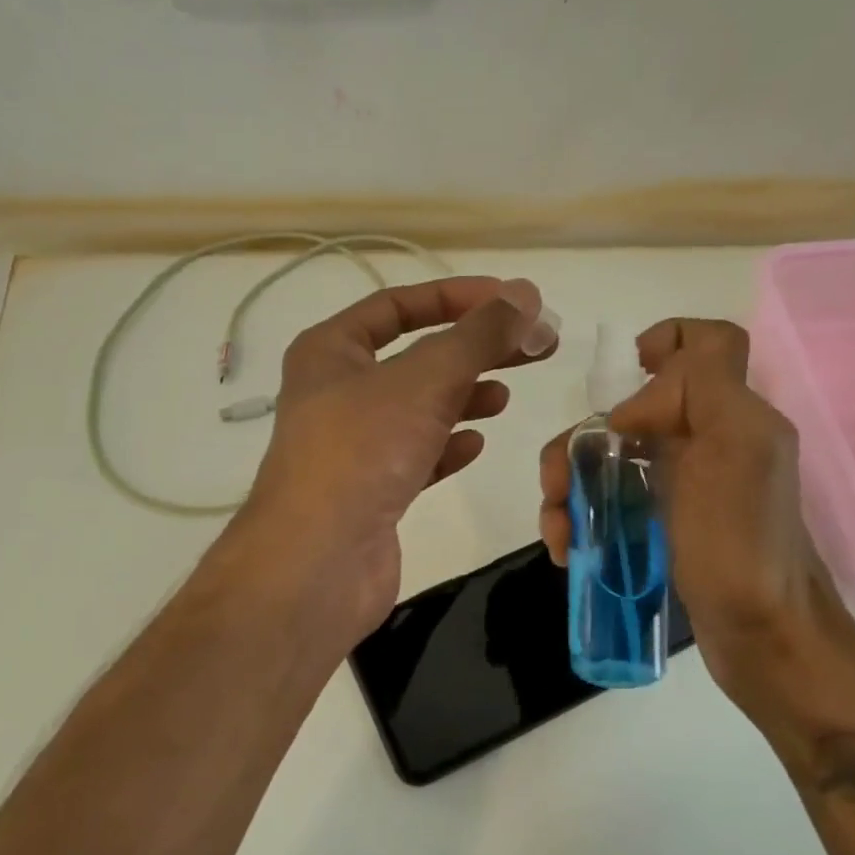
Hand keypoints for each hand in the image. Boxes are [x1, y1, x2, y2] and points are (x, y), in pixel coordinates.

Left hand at [241, 275, 554, 638]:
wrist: (319, 562)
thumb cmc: (363, 451)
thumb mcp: (425, 379)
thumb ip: (478, 335)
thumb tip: (526, 293)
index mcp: (330, 351)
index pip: (397, 306)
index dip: (456, 297)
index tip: (512, 301)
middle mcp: (336, 393)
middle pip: (416, 357)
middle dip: (475, 349)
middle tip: (535, 347)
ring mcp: (352, 446)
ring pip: (417, 409)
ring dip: (462, 397)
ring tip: (504, 397)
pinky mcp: (370, 492)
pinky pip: (415, 456)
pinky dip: (446, 446)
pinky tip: (475, 446)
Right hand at [538, 319, 843, 700]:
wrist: (763, 640)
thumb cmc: (743, 545)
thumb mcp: (737, 448)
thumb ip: (699, 389)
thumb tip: (630, 409)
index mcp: (732, 414)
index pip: (707, 344)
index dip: (666, 340)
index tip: (624, 375)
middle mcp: (709, 440)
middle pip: (633, 407)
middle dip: (583, 438)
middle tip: (557, 482)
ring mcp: (685, 485)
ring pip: (611, 455)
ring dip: (569, 482)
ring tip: (558, 529)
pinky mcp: (664, 524)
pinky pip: (611, 499)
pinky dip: (582, 515)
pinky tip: (568, 547)